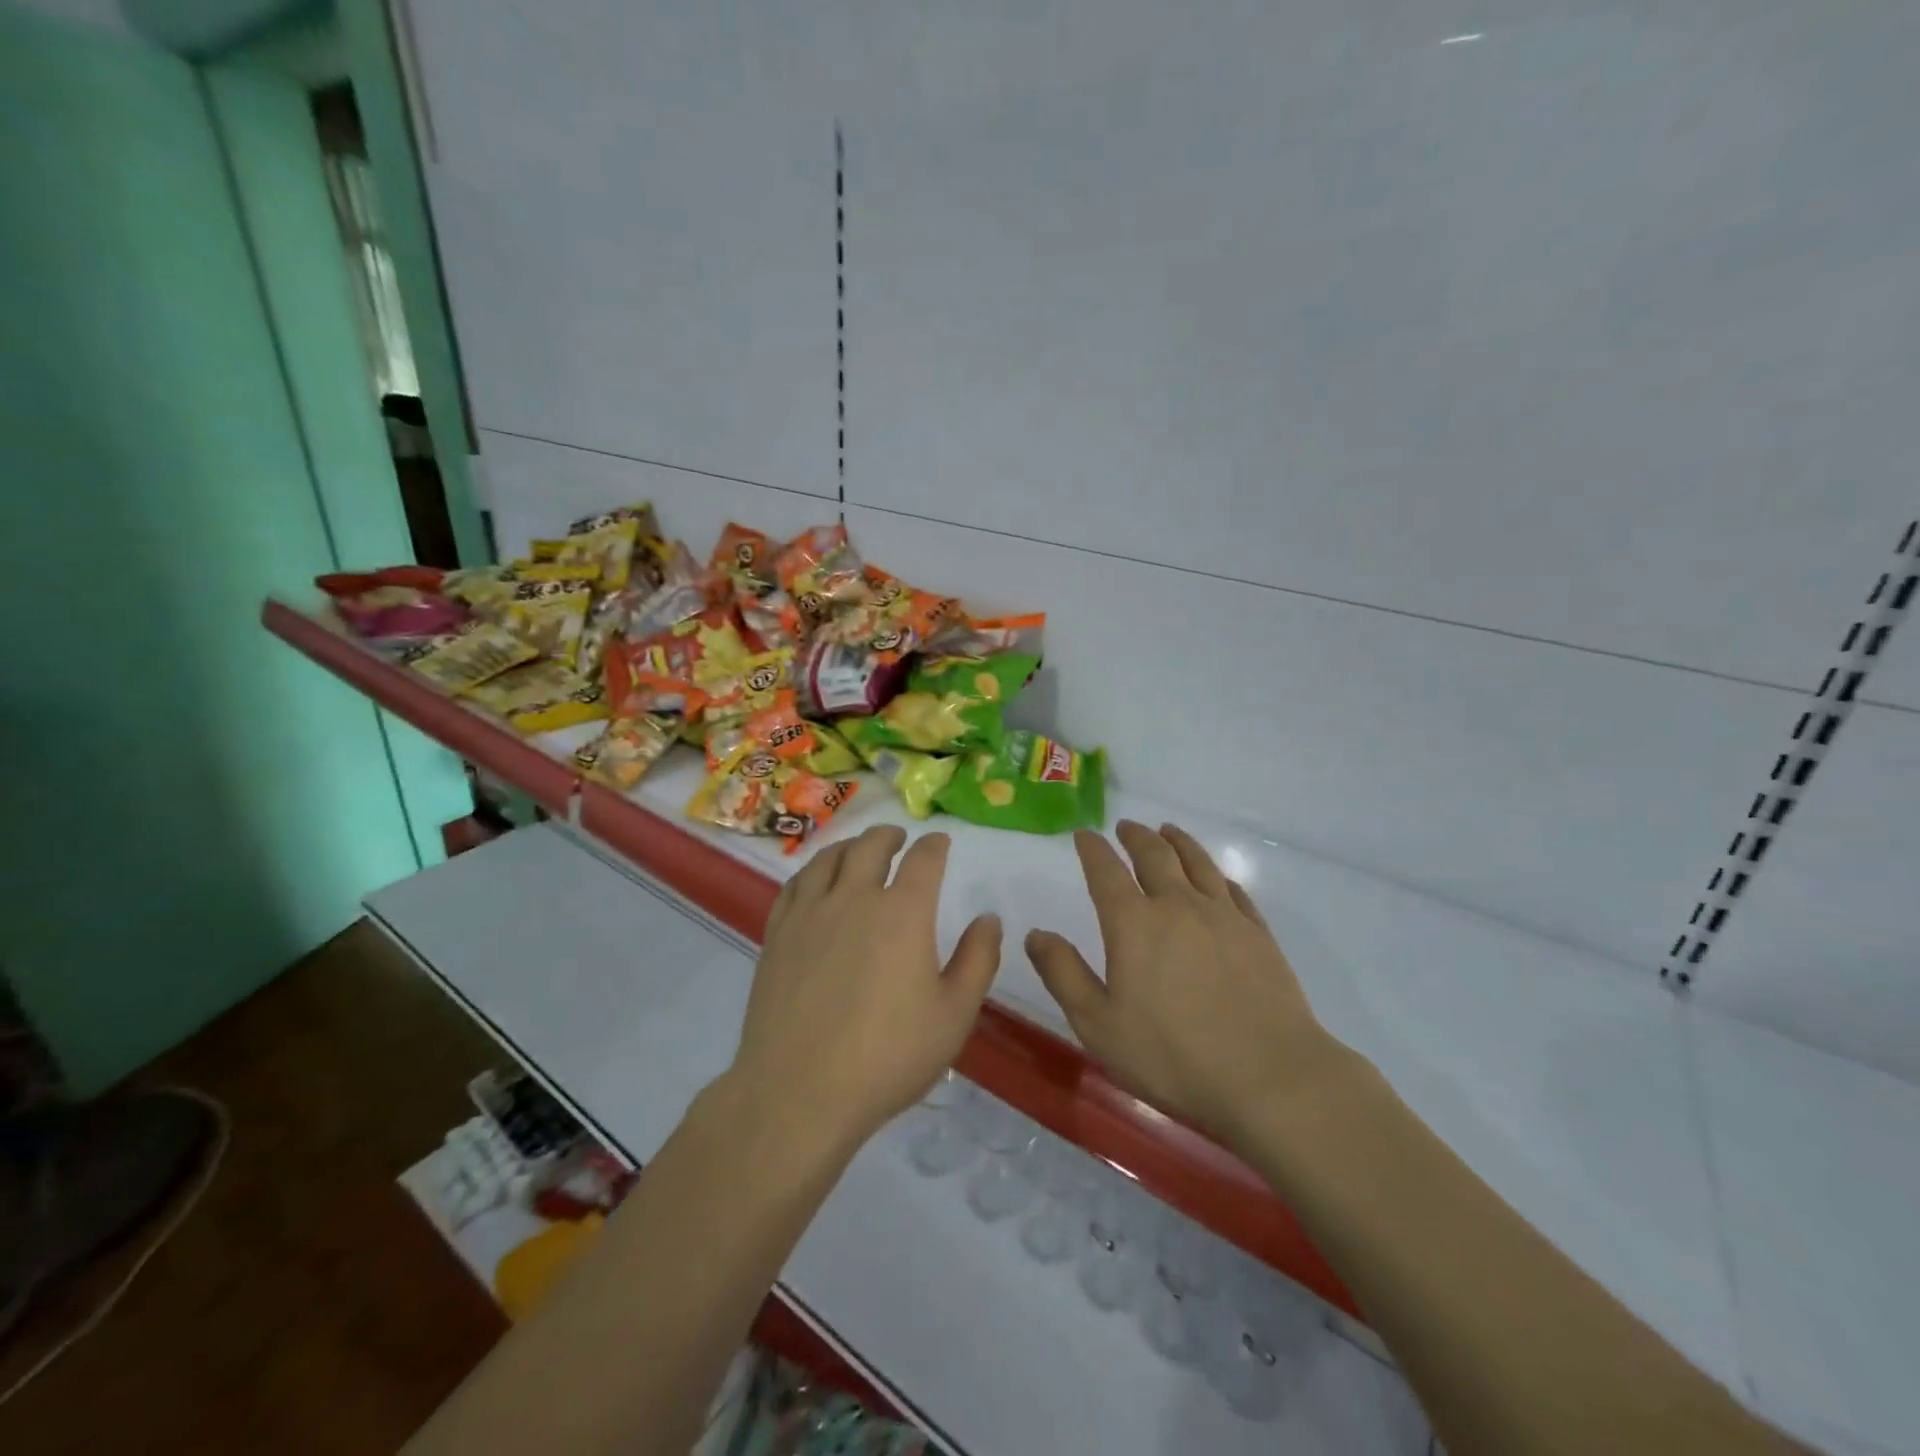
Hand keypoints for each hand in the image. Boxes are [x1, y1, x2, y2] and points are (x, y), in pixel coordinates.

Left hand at [728, 825, 1002, 1147]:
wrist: (800, 1091)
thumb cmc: (888, 1057)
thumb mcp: (954, 1015)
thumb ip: (978, 960)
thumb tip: (988, 919)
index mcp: (903, 912)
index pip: (923, 859)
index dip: (935, 845)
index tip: (940, 842)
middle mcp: (854, 897)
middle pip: (871, 846)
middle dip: (890, 836)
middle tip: (899, 838)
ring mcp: (810, 913)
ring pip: (829, 858)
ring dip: (850, 845)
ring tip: (858, 850)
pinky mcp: (777, 934)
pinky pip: (795, 884)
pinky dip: (812, 870)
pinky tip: (816, 880)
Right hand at [1026, 821, 1346, 1145]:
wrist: (1270, 1077)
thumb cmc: (1172, 1056)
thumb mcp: (1098, 1024)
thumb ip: (1063, 974)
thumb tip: (1035, 934)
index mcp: (1134, 923)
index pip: (1106, 871)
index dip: (1093, 849)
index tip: (1084, 835)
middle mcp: (1178, 905)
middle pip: (1155, 855)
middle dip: (1136, 836)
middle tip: (1125, 827)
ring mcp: (1224, 916)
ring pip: (1197, 862)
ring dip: (1178, 841)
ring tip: (1167, 830)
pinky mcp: (1258, 934)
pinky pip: (1234, 889)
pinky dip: (1218, 874)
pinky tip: (1216, 877)